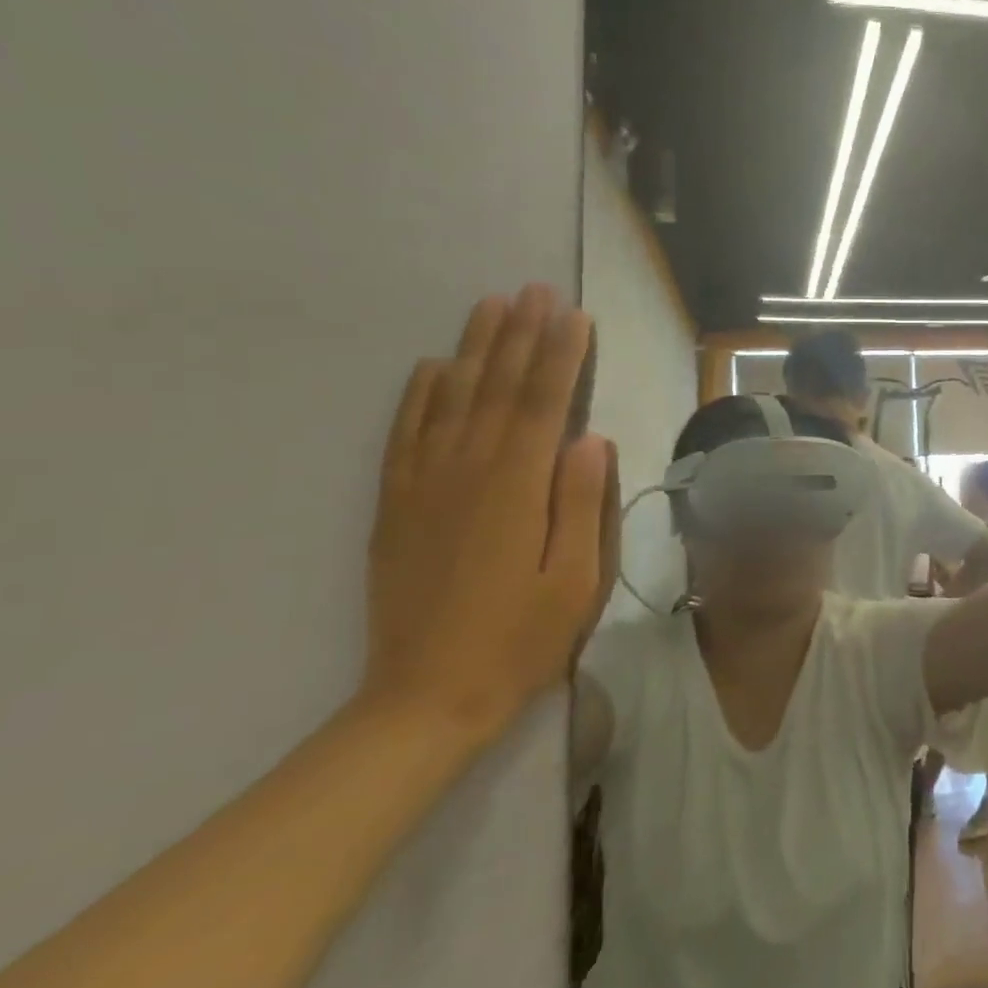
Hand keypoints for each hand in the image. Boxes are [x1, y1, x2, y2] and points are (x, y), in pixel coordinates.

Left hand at [364, 285, 618, 742]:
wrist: (426, 698)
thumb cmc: (519, 640)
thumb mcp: (575, 580)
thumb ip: (581, 503)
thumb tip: (590, 438)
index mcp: (516, 489)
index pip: (542, 403)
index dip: (560, 355)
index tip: (574, 314)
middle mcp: (466, 472)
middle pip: (497, 388)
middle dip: (520, 335)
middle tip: (535, 290)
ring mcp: (424, 486)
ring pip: (452, 400)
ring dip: (475, 349)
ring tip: (491, 306)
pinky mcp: (397, 506)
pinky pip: (406, 435)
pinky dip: (419, 395)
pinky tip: (433, 368)